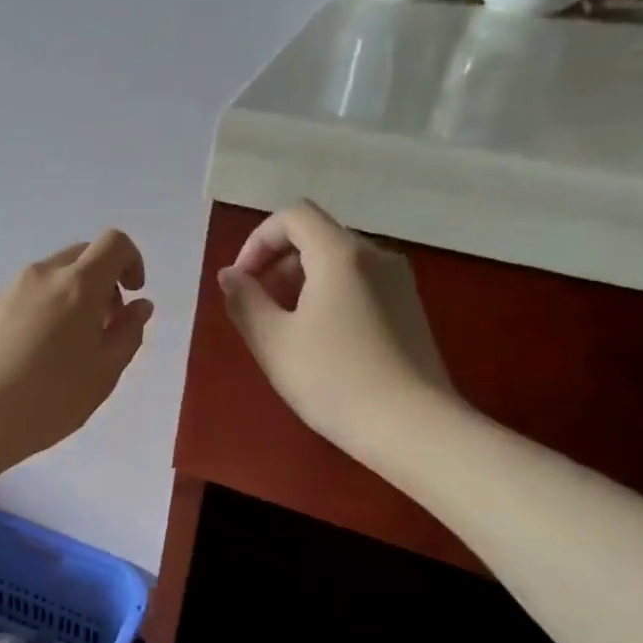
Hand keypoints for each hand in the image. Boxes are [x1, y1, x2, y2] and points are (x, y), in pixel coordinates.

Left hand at [0, 229, 152, 468]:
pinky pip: (30, 295)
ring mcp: (10, 289)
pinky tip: (39, 356)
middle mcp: (43, 275)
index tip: (133, 296)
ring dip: (74, 297)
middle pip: (82, 256)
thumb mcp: (103, 373)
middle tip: (105, 328)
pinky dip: (48, 309)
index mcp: (78, 284)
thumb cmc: (49, 398)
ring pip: (54, 277)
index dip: (132, 261)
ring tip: (71, 349)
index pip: (114, 243)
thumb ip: (128, 333)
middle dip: (104, 282)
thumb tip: (139, 305)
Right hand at [218, 201, 457, 461]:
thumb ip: (245, 301)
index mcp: (341, 254)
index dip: (258, 240)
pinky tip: (321, 341)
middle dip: (277, 263)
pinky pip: (360, 282)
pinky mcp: (410, 308)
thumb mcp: (273, 341)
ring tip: (285, 328)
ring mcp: (399, 281)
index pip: (293, 216)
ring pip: (339, 260)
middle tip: (257, 308)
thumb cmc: (333, 380)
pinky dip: (330, 294)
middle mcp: (376, 255)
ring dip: (302, 281)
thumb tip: (230, 275)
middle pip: (317, 236)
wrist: (412, 426)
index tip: (241, 281)